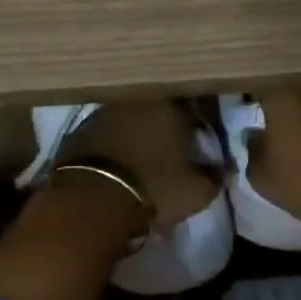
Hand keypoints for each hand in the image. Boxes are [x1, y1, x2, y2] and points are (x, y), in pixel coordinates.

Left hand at [58, 100, 219, 226]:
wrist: (92, 200)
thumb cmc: (155, 188)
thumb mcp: (197, 191)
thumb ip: (214, 176)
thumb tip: (221, 169)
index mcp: (170, 104)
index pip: (193, 104)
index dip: (199, 121)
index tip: (202, 136)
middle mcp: (136, 99)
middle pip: (158, 108)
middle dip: (166, 124)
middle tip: (173, 145)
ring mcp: (104, 112)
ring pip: (130, 118)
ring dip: (138, 132)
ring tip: (145, 156)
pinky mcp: (79, 131)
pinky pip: (107, 134)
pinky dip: (115, 145)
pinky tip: (119, 163)